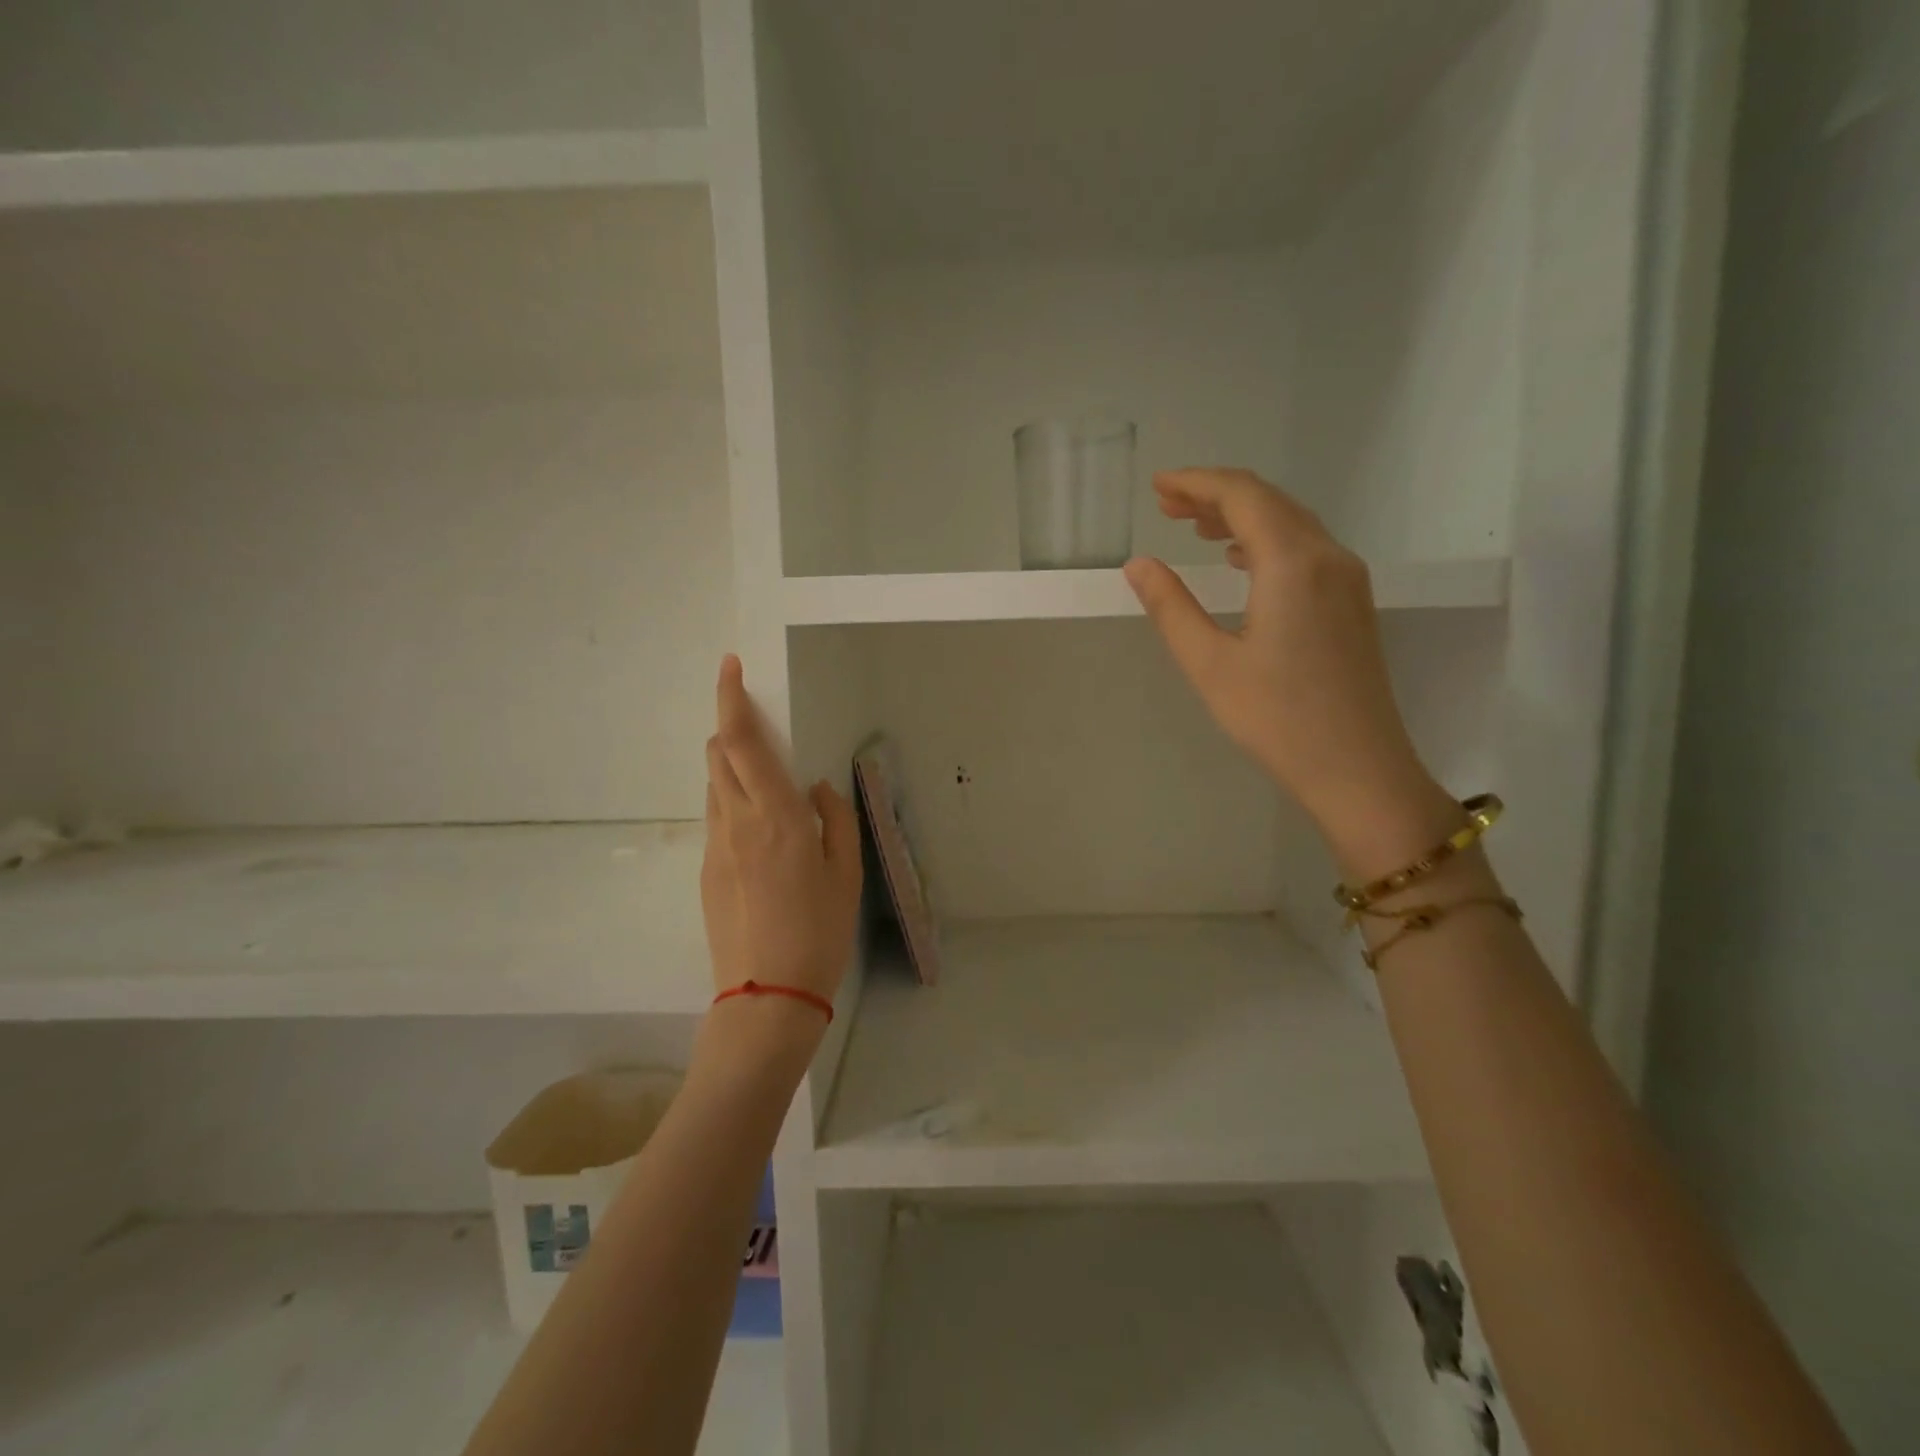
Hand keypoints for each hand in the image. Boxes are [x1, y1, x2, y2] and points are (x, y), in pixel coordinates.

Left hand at [700, 656, 862, 1007]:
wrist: (766, 996)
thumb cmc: (819, 931)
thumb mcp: (846, 873)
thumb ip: (834, 819)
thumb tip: (817, 788)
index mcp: (776, 816)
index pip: (742, 741)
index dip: (731, 698)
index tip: (730, 666)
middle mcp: (736, 821)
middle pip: (718, 754)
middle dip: (731, 728)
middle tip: (760, 729)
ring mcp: (714, 847)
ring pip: (715, 785)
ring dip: (732, 767)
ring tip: (767, 786)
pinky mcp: (705, 871)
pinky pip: (716, 818)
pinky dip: (733, 803)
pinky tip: (760, 835)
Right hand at [1124, 468, 1459, 875]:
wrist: (1358, 768)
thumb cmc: (1276, 719)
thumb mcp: (1208, 664)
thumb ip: (1171, 606)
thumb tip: (1138, 565)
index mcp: (1292, 563)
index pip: (1242, 496)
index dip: (1196, 483)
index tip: (1157, 486)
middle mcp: (1328, 557)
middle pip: (1269, 502)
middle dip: (1215, 495)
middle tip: (1166, 503)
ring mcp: (1347, 579)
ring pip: (1290, 523)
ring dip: (1241, 516)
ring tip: (1194, 526)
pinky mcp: (1352, 603)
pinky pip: (1306, 548)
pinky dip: (1266, 540)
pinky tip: (1240, 558)